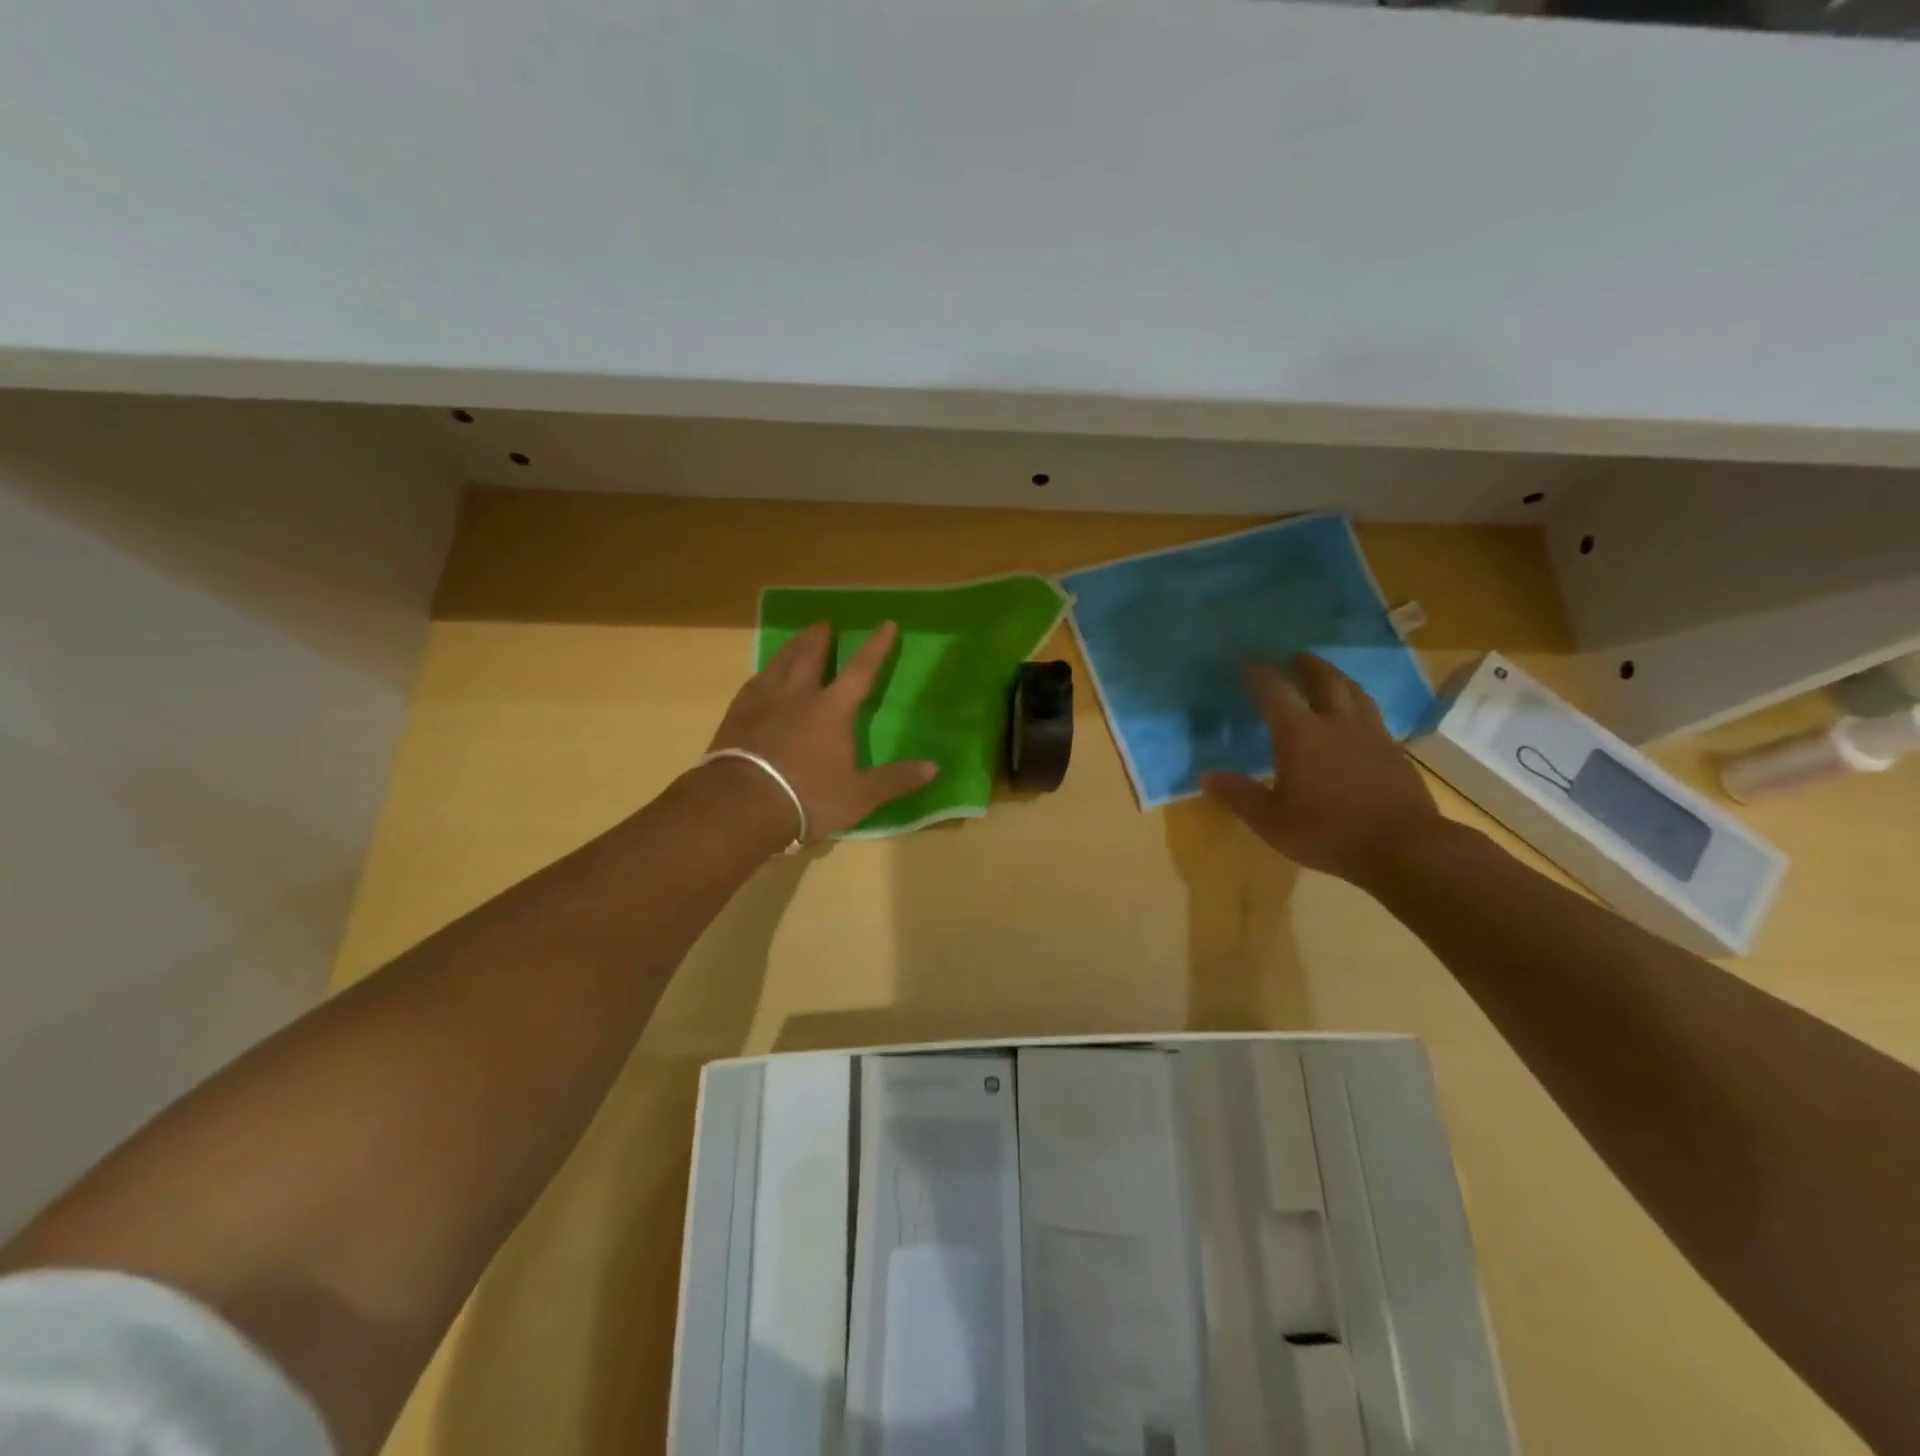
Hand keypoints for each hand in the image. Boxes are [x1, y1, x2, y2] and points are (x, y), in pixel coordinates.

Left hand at [707, 620, 937, 840]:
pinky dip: (765, 673)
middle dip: (821, 638)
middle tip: (825, 624)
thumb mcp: (859, 795)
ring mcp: (764, 702)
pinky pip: (754, 683)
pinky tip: (763, 676)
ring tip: (797, 639)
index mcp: (832, 710)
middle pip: (810, 656)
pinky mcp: (737, 715)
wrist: (741, 805)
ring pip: (780, 664)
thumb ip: (895, 780)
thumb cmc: (807, 798)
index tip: (886, 624)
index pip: (861, 670)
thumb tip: (934, 768)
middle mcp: (799, 695)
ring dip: (792, 648)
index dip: (876, 647)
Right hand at [1200, 653, 1444, 884]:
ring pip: (1355, 693)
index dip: (1257, 673)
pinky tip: (1357, 718)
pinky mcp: (1395, 752)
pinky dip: (1359, 705)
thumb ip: (1238, 795)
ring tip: (1328, 676)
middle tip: (1294, 656)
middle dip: (1306, 665)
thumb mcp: (1271, 821)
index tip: (1244, 660)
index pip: (1274, 692)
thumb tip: (1205, 775)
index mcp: (1301, 735)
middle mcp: (1337, 724)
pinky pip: (1373, 715)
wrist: (1404, 848)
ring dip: (1337, 678)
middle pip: (1324, 680)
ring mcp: (1371, 735)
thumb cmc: (1328, 832)